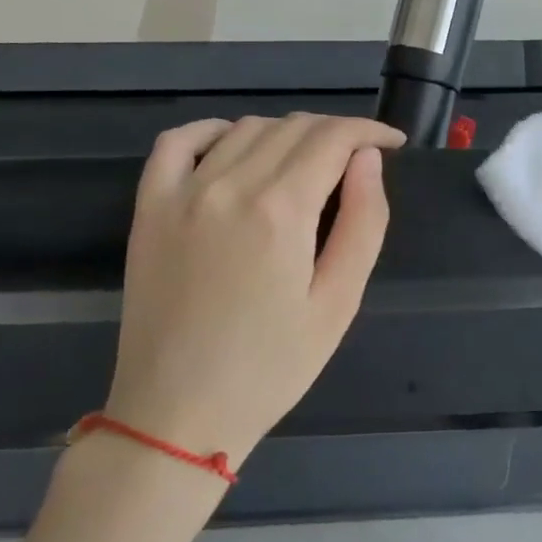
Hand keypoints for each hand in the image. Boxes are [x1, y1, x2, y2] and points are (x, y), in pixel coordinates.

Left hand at [105, 113, 404, 468]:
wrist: (177, 414)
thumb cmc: (271, 367)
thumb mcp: (339, 303)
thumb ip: (364, 222)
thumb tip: (368, 159)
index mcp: (281, 210)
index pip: (333, 138)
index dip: (370, 131)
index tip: (392, 144)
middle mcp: (229, 186)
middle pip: (293, 127)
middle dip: (337, 132)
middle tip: (359, 161)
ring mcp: (181, 194)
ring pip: (245, 128)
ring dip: (287, 132)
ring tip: (309, 163)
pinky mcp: (149, 209)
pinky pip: (177, 142)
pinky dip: (214, 130)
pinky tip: (235, 146)